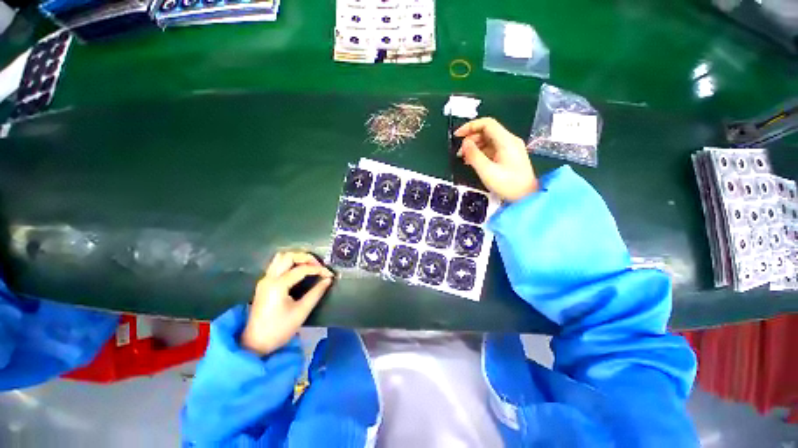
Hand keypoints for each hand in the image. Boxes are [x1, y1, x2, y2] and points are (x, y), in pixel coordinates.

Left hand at [241, 252, 333, 355]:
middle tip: (319, 266)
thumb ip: (316, 293)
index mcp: (278, 285)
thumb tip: (328, 279)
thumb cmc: (279, 329)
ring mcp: (264, 280)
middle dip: (306, 258)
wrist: (255, 344)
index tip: (330, 275)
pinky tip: (299, 271)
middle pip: (288, 256)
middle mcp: (269, 278)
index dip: (318, 270)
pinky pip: (277, 264)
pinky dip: (290, 263)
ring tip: (310, 266)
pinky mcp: (264, 283)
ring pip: (281, 257)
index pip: (302, 269)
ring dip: (297, 258)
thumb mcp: (301, 311)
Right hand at [455, 117, 538, 201]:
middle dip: (471, 139)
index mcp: (506, 141)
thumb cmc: (508, 185)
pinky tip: (473, 162)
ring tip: (464, 158)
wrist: (526, 197)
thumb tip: (464, 143)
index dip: (470, 126)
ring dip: (474, 146)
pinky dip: (480, 153)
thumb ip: (474, 155)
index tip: (457, 136)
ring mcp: (510, 148)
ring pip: (488, 141)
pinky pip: (491, 149)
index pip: (487, 124)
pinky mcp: (508, 157)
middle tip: (459, 152)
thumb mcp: (487, 171)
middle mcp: (509, 141)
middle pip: (487, 131)